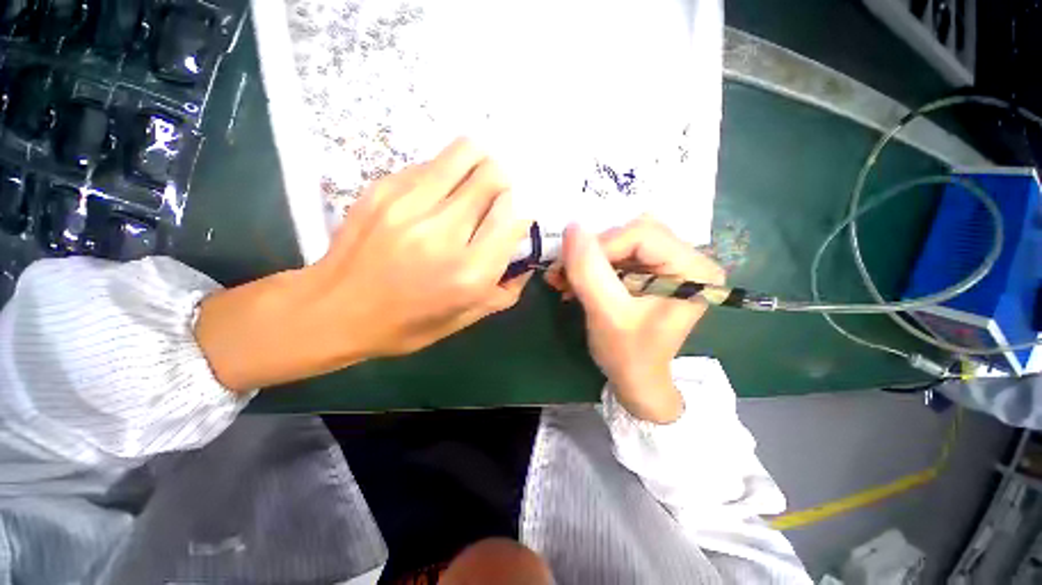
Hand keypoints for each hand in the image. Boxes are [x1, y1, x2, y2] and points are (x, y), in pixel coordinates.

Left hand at [196, 138, 530, 391]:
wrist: (334, 310)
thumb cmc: (407, 323)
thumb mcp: (466, 318)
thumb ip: (505, 290)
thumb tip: (526, 259)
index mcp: (469, 273)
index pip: (514, 218)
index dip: (521, 214)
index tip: (512, 220)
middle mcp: (445, 234)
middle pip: (495, 177)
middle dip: (504, 184)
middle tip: (495, 198)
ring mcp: (410, 205)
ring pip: (467, 154)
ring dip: (480, 164)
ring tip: (473, 182)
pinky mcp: (383, 189)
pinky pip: (431, 164)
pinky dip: (445, 173)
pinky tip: (436, 194)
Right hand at [546, 217, 723, 422]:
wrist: (636, 378)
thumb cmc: (628, 355)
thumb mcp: (606, 314)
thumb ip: (589, 271)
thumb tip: (572, 226)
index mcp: (693, 269)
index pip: (642, 234)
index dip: (601, 247)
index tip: (572, 270)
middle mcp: (687, 258)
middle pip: (630, 233)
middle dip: (591, 253)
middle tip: (563, 274)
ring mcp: (668, 262)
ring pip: (619, 241)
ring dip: (587, 259)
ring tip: (564, 280)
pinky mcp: (650, 269)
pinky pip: (616, 253)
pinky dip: (591, 265)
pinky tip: (573, 281)